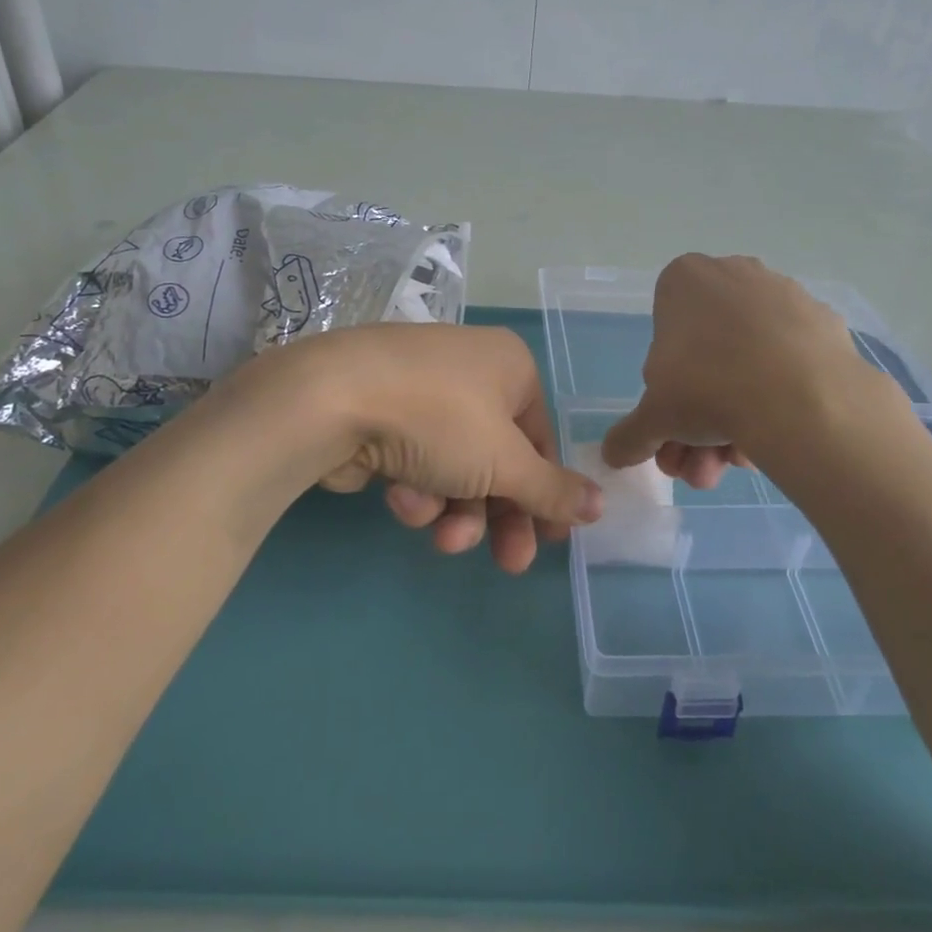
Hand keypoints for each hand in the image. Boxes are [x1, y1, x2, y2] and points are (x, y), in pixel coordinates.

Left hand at [264, 323, 601, 572]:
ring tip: (439, 534)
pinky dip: (414, 486)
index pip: (541, 439)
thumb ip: (553, 490)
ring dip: (453, 509)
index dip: (546, 493)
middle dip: (500, 515)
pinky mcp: (381, 415)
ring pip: (455, 467)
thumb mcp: (506, 462)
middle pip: (498, 458)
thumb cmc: (439, 420)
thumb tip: (600, 505)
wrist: (330, 400)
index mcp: (510, 367)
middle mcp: (469, 372)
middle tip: (509, 564)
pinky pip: (415, 459)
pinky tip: (398, 497)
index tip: (550, 542)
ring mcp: (421, 392)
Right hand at [601, 254, 924, 486]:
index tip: (673, 424)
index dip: (665, 387)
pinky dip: (777, 399)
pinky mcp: (825, 323)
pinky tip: (773, 441)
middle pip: (707, 356)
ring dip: (735, 419)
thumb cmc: (707, 388)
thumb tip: (613, 455)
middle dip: (699, 419)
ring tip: (735, 466)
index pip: (663, 333)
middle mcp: (734, 274)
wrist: (802, 398)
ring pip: (748, 362)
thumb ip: (630, 434)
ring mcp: (785, 295)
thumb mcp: (653, 418)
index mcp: (685, 280)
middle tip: (701, 464)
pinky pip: (789, 363)